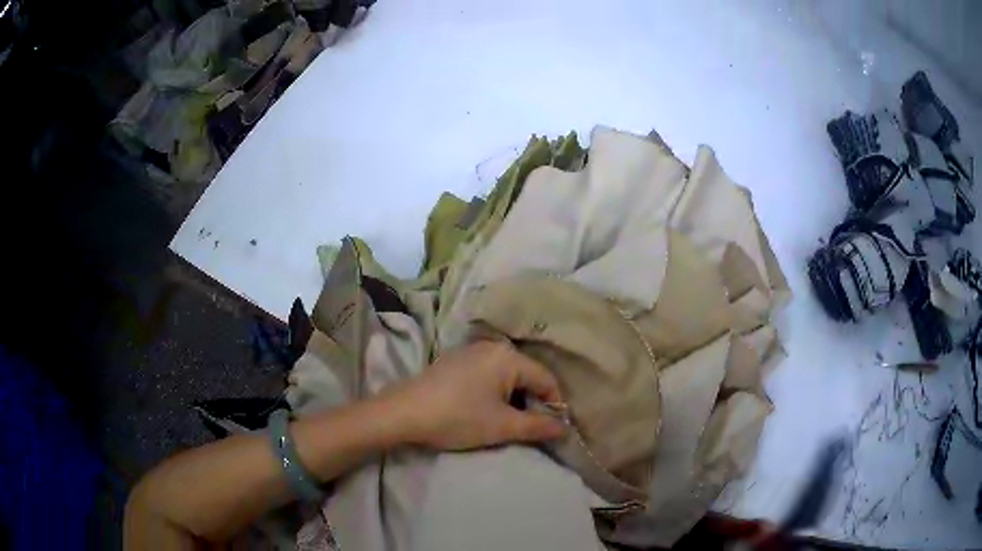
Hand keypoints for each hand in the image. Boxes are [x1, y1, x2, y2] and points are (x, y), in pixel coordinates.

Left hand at [384, 340, 566, 450]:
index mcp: (508, 356)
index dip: (554, 405)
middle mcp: (493, 346)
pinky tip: (482, 410)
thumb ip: (538, 426)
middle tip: (527, 429)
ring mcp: (471, 351)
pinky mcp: (455, 361)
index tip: (552, 429)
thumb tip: (565, 428)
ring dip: (513, 399)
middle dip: (532, 402)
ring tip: (506, 423)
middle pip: (527, 375)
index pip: (547, 379)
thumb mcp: (502, 426)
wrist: (403, 413)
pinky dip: (494, 392)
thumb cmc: (457, 418)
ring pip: (507, 376)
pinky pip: (488, 374)